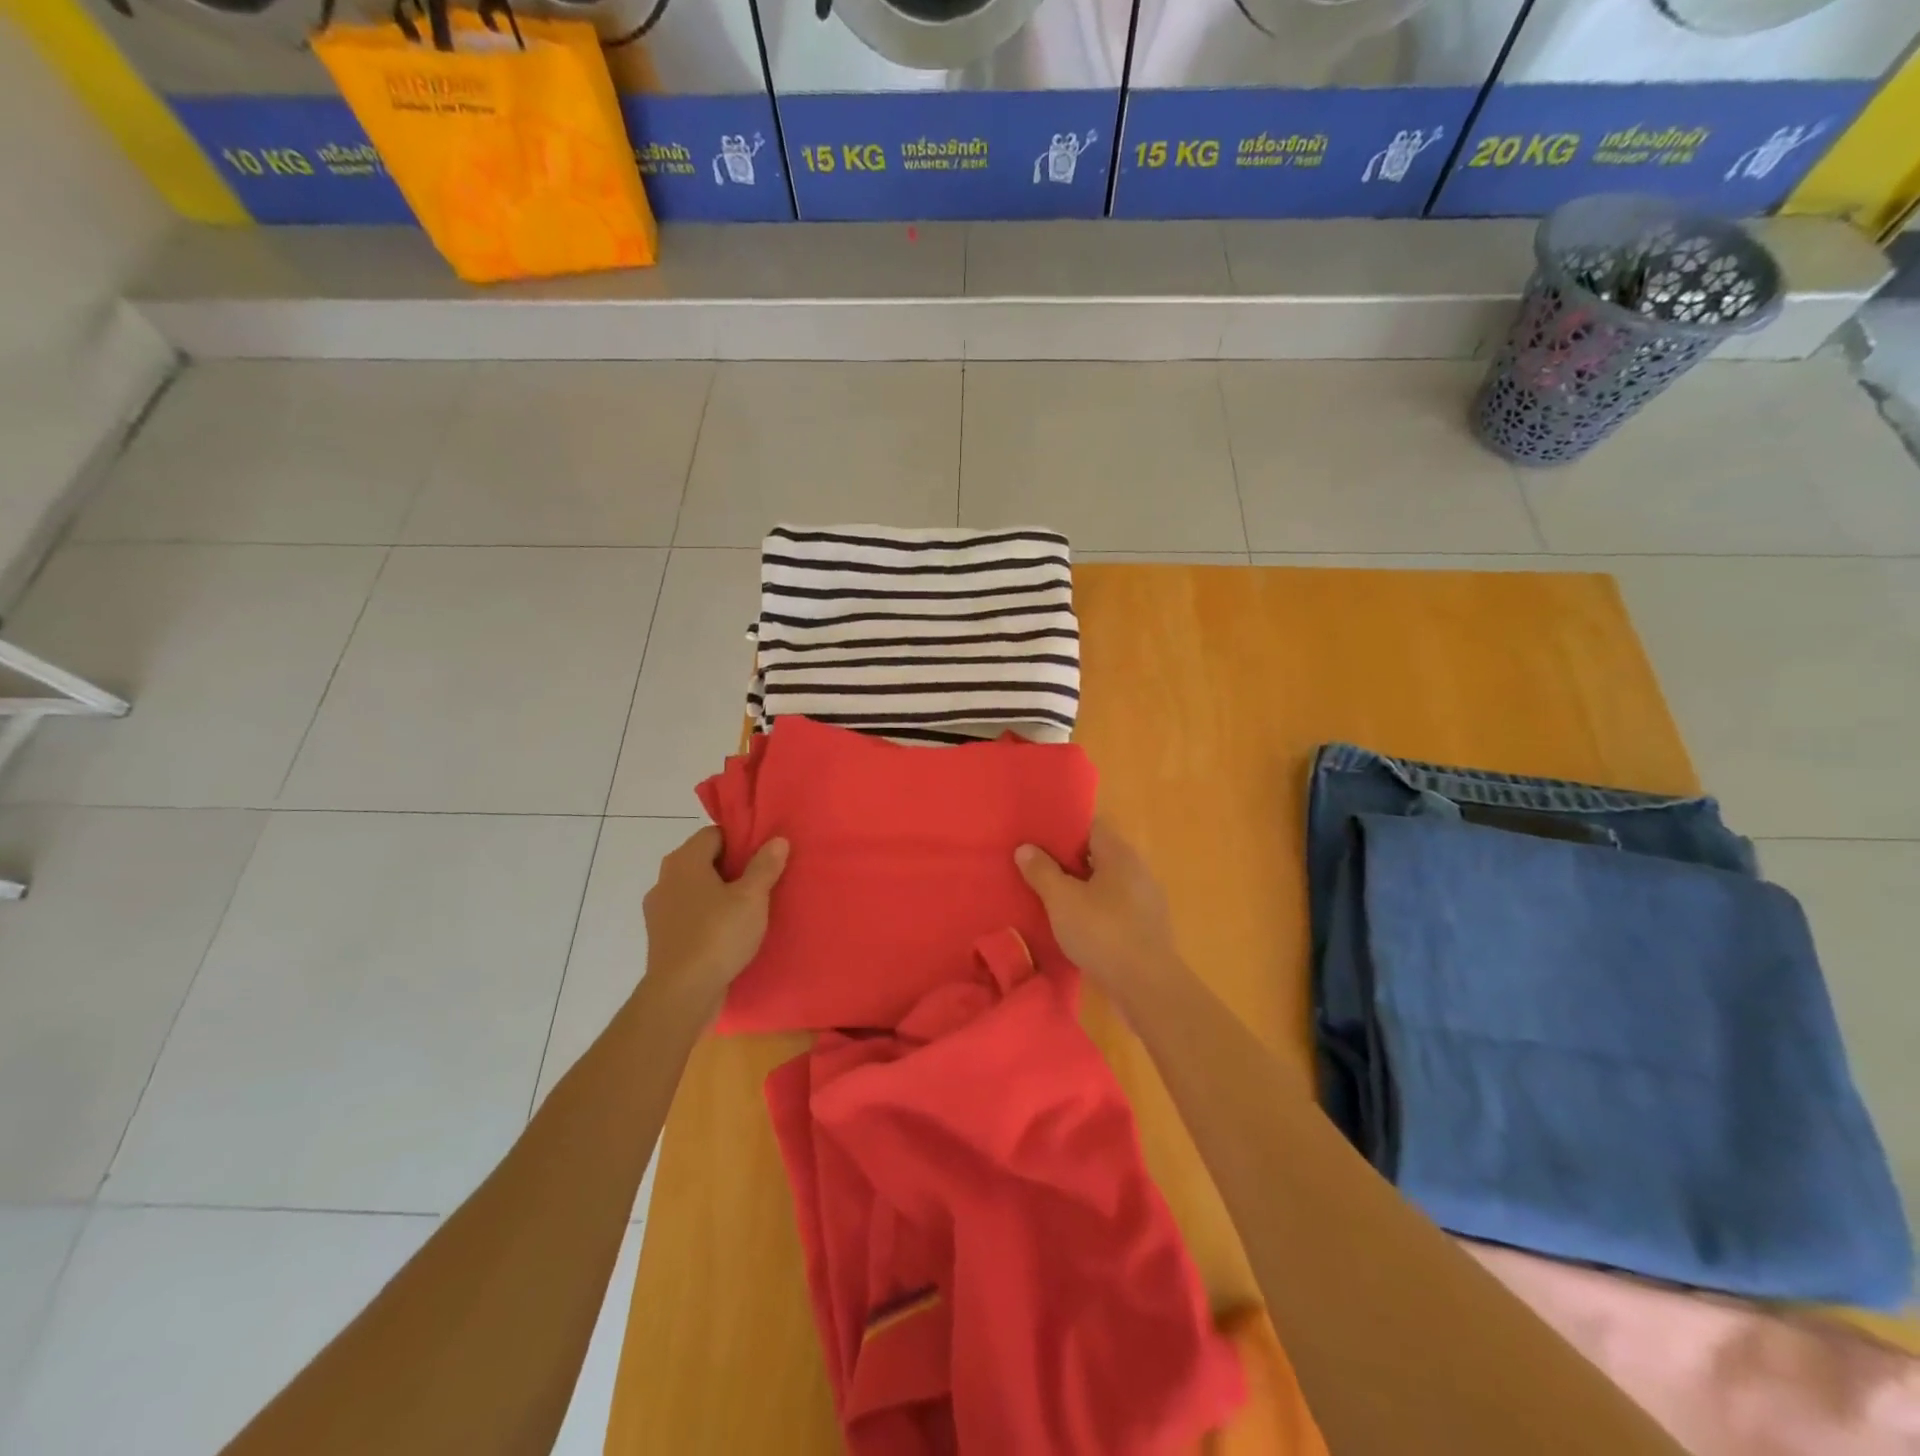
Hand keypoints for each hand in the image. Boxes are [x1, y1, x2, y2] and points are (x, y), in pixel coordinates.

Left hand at [643, 827, 788, 1008]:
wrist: (681, 994)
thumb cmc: (717, 935)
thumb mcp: (752, 898)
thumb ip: (765, 866)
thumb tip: (776, 840)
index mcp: (684, 861)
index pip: (714, 834)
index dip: (741, 841)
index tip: (764, 856)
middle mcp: (665, 879)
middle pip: (704, 860)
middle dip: (733, 868)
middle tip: (762, 881)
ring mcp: (658, 909)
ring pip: (696, 889)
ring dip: (720, 894)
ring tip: (749, 908)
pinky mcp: (661, 936)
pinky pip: (689, 914)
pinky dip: (707, 916)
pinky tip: (729, 932)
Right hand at [1015, 819, 1182, 1005]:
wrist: (1147, 987)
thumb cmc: (1103, 933)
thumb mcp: (1062, 900)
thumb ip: (1042, 871)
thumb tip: (1025, 848)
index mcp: (1120, 854)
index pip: (1092, 825)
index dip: (1065, 828)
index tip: (1038, 837)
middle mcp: (1137, 870)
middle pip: (1098, 854)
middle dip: (1068, 860)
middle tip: (1036, 867)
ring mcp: (1145, 900)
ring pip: (1106, 883)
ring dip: (1081, 887)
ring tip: (1050, 897)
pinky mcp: (1146, 928)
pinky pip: (1114, 907)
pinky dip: (1094, 910)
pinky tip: (1074, 925)